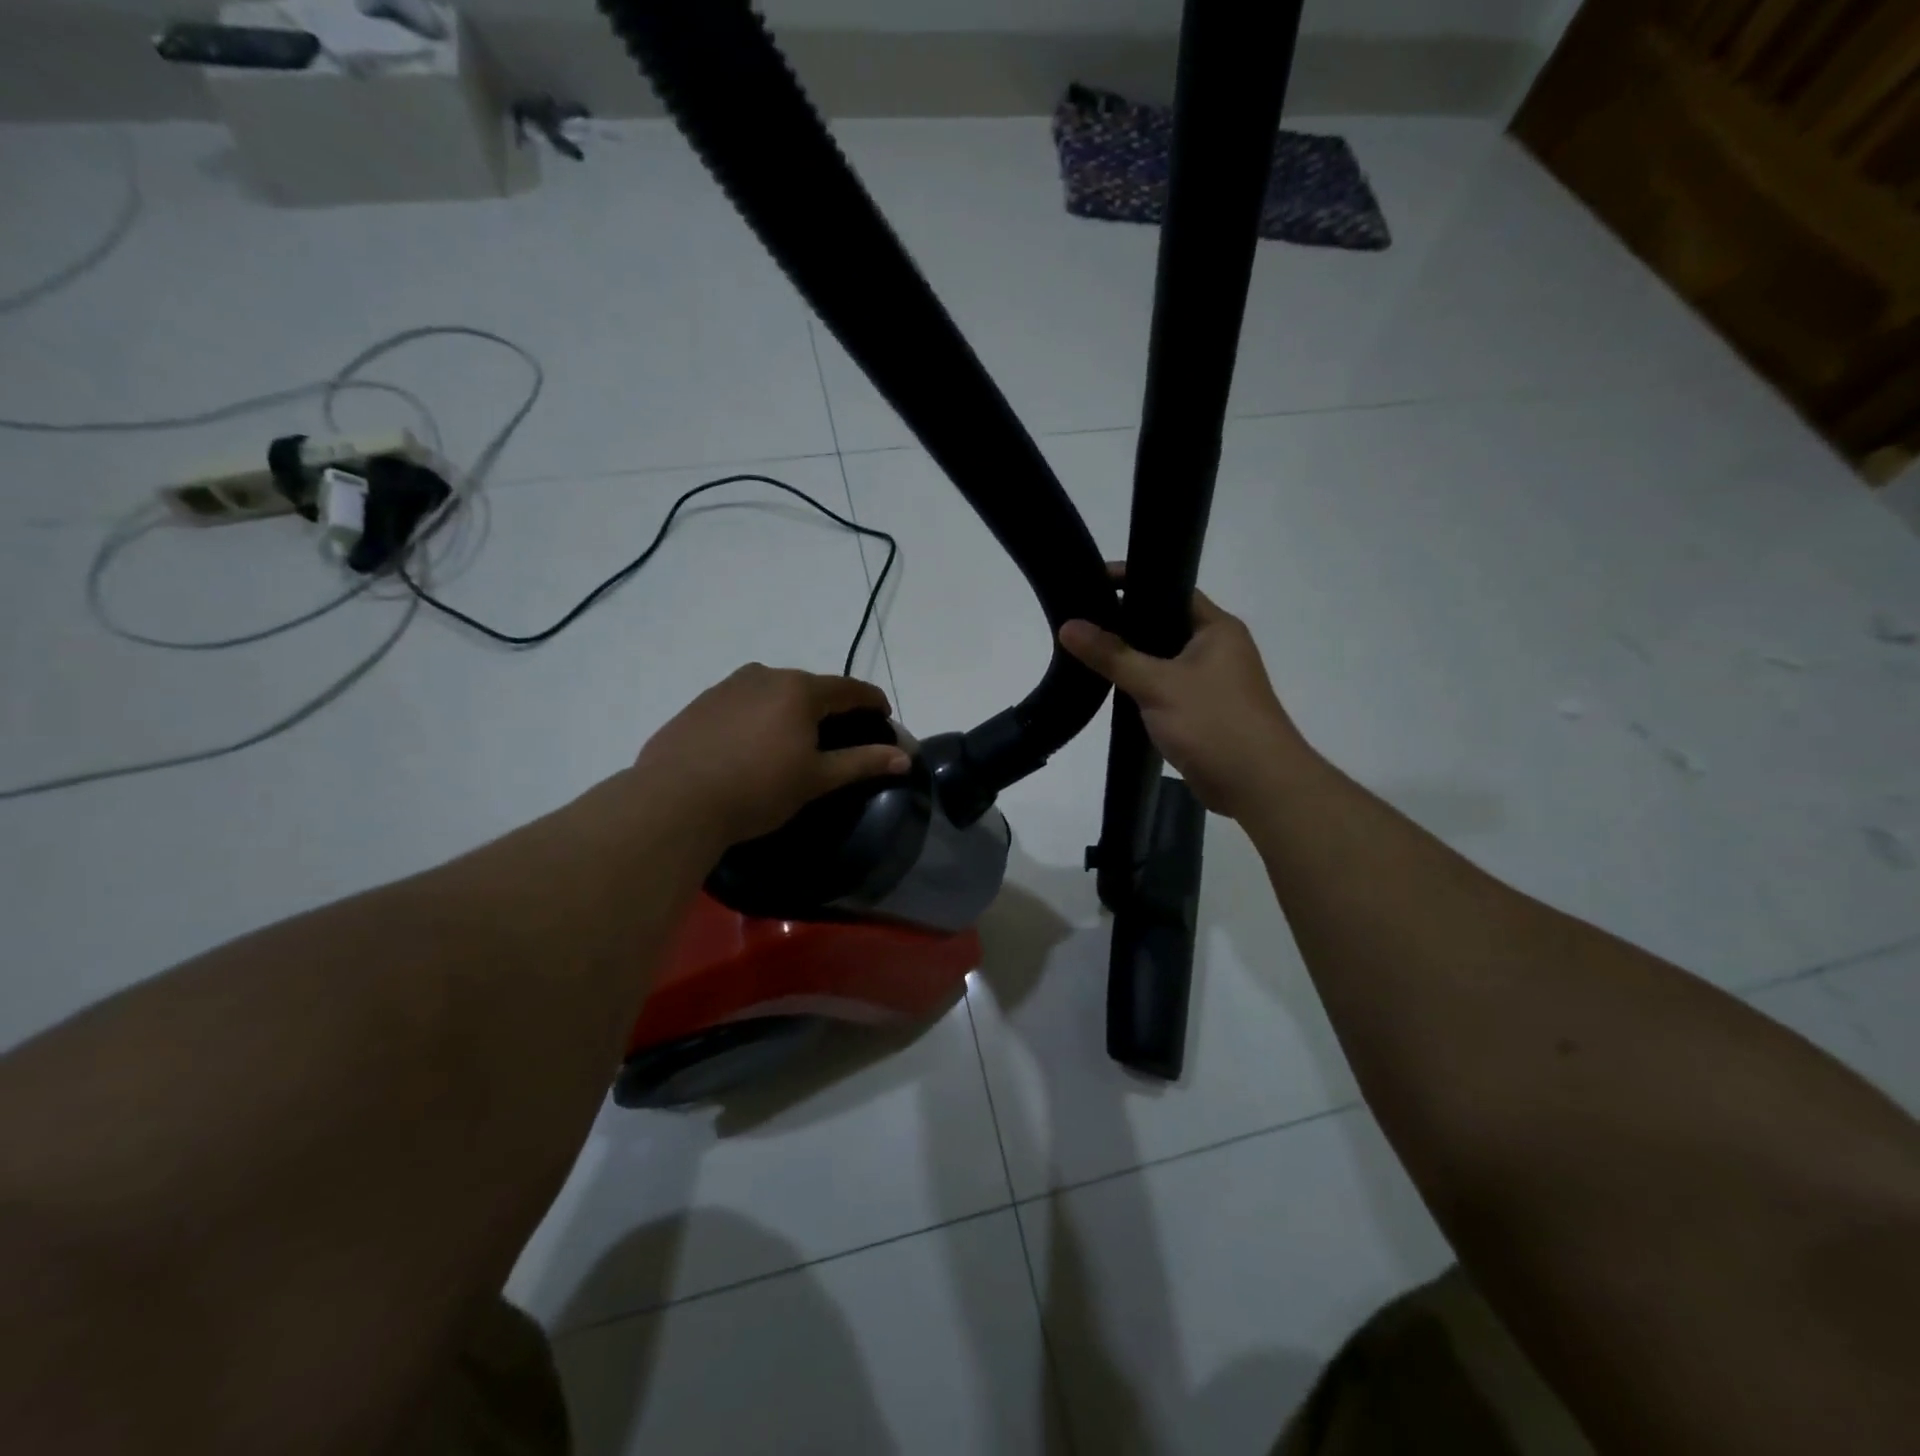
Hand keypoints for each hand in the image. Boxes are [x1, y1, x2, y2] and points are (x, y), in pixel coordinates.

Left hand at [634, 665, 910, 845]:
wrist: (674, 802)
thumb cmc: (757, 789)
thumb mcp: (816, 779)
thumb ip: (862, 762)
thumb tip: (905, 757)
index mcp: (799, 690)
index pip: (848, 688)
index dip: (871, 700)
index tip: (883, 714)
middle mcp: (764, 676)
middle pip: (809, 686)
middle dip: (829, 705)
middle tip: (840, 731)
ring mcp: (727, 686)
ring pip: (772, 691)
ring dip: (790, 708)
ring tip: (793, 738)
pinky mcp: (699, 703)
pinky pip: (742, 703)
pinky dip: (757, 716)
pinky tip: (750, 744)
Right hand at [1059, 579, 1307, 819]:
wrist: (1257, 785)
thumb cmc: (1214, 722)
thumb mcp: (1157, 684)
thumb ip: (1112, 655)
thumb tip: (1068, 626)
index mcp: (1217, 629)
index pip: (1171, 589)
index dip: (1133, 581)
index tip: (1092, 581)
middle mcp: (1216, 649)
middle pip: (1164, 624)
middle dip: (1125, 622)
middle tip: (1080, 618)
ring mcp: (1210, 682)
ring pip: (1162, 659)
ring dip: (1131, 658)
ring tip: (1085, 651)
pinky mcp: (1201, 712)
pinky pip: (1164, 688)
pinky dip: (1140, 686)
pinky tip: (1110, 689)